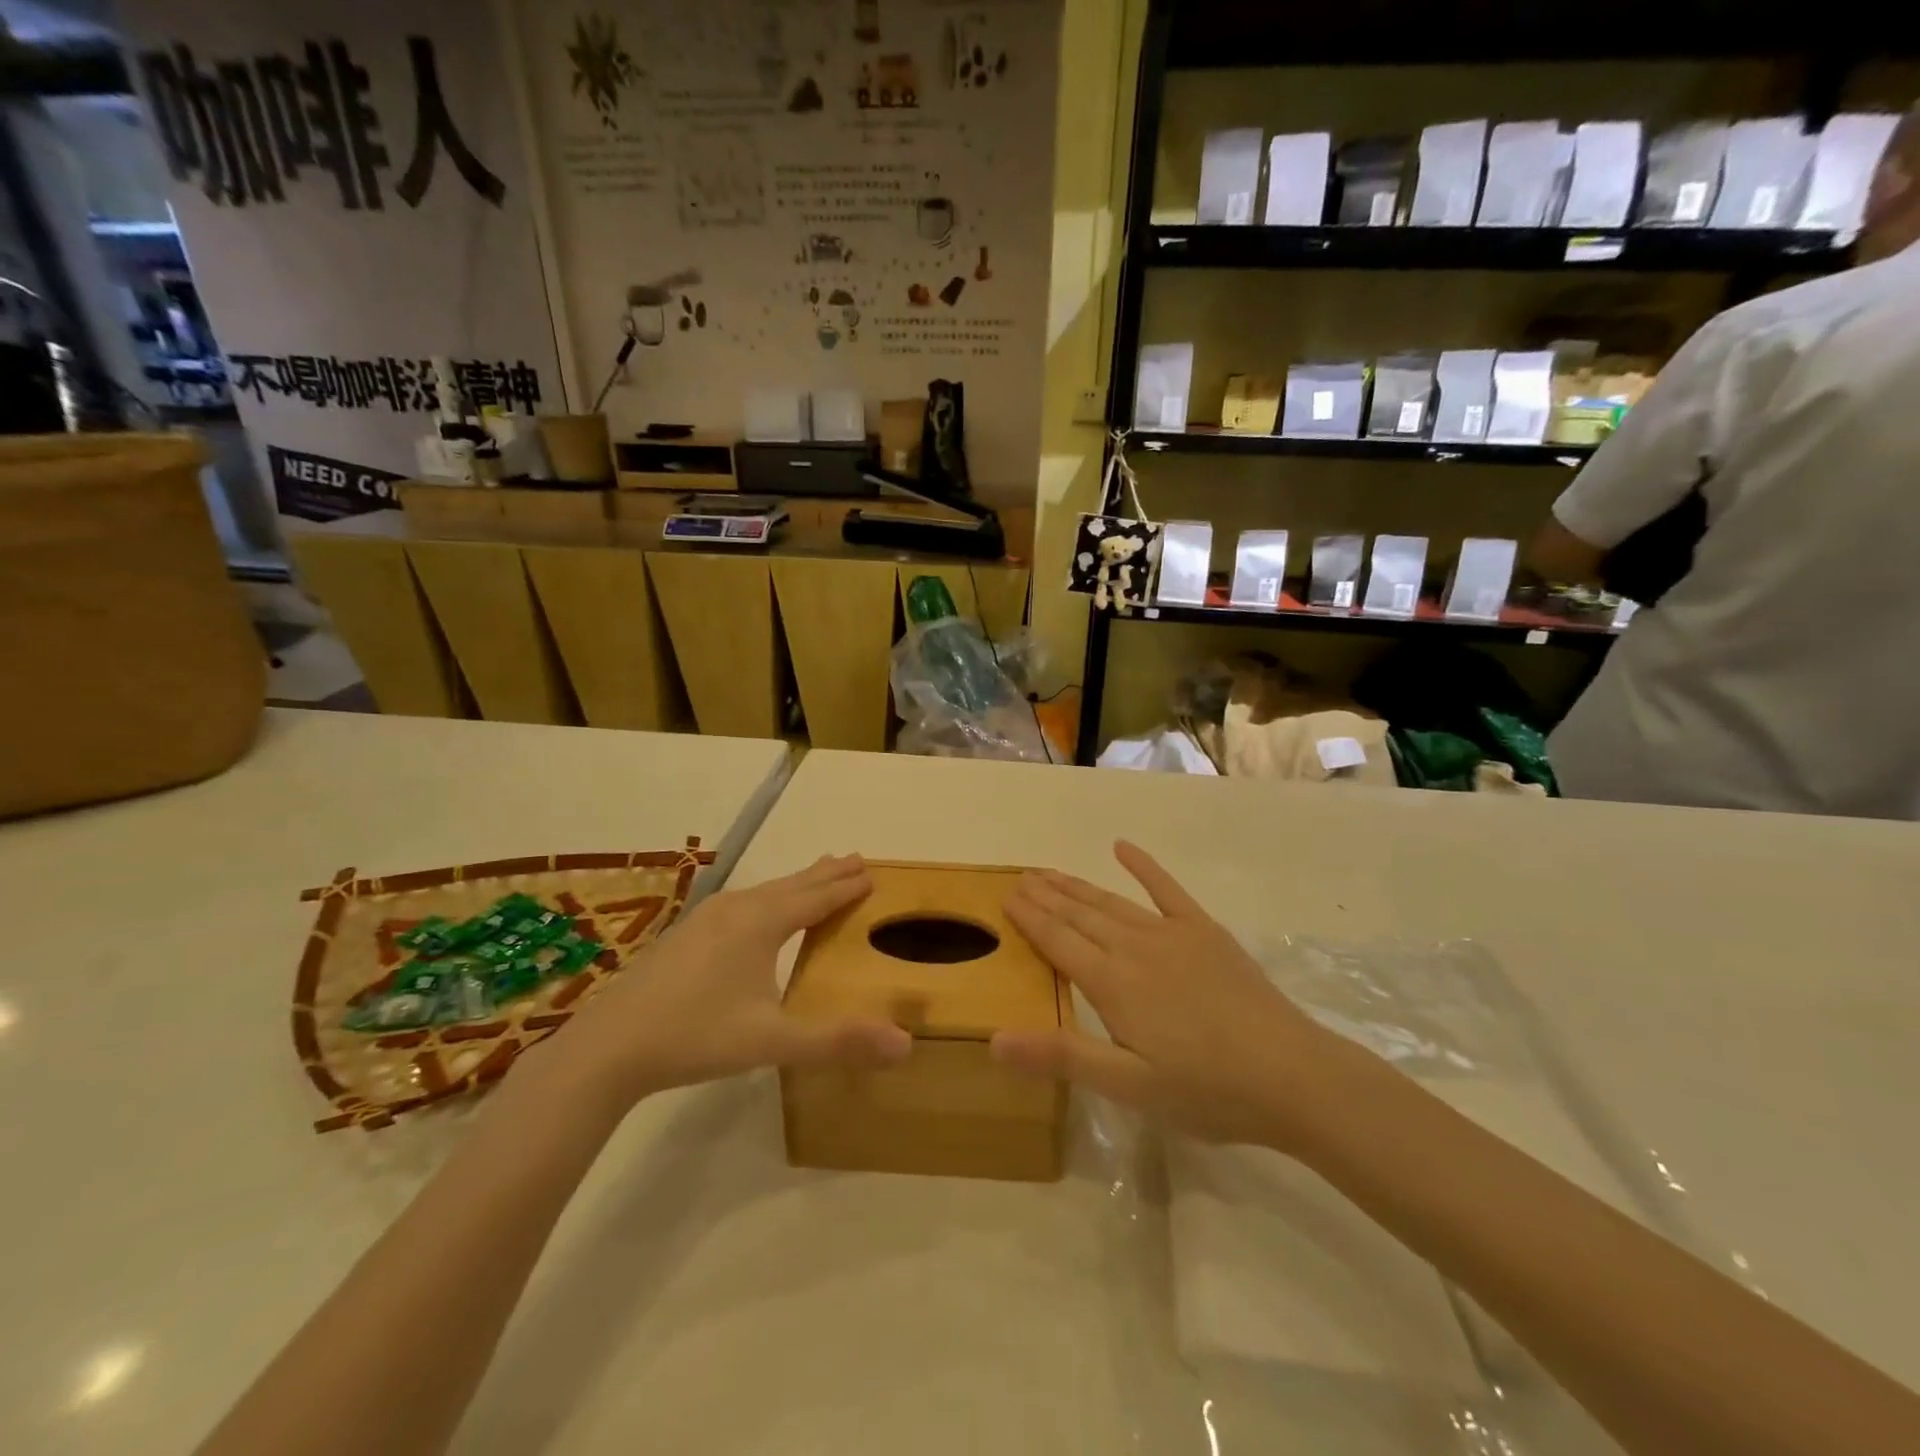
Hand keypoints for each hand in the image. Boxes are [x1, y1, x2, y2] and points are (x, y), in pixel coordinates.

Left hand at [558, 855, 911, 1107]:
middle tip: (854, 857)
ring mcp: (706, 919)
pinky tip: (756, 909)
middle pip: (791, 885)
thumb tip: (906, 1044)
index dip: (845, 887)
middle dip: (825, 873)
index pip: (815, 898)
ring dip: (796, 882)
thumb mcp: (773, 1041)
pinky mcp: (686, 934)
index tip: (871, 871)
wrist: (609, 1045)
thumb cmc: (697, 1036)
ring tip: (816, 873)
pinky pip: (742, 901)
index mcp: (761, 925)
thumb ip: (837, 1041)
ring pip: (764, 891)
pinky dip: (768, 896)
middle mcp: (737, 910)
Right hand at [993, 841, 1334, 1147]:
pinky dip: (1143, 865)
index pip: (1057, 941)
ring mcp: (1172, 933)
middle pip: (1079, 914)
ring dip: (1077, 885)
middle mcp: (1134, 946)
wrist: (1292, 1075)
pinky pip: (1166, 889)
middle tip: (1021, 877)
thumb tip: (994, 1039)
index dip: (1029, 918)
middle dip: (1046, 895)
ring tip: (1050, 872)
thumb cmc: (1206, 1090)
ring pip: (1111, 901)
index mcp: (1111, 983)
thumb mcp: (1129, 1087)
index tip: (1006, 896)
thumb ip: (1063, 1057)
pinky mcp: (1205, 931)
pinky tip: (1122, 847)